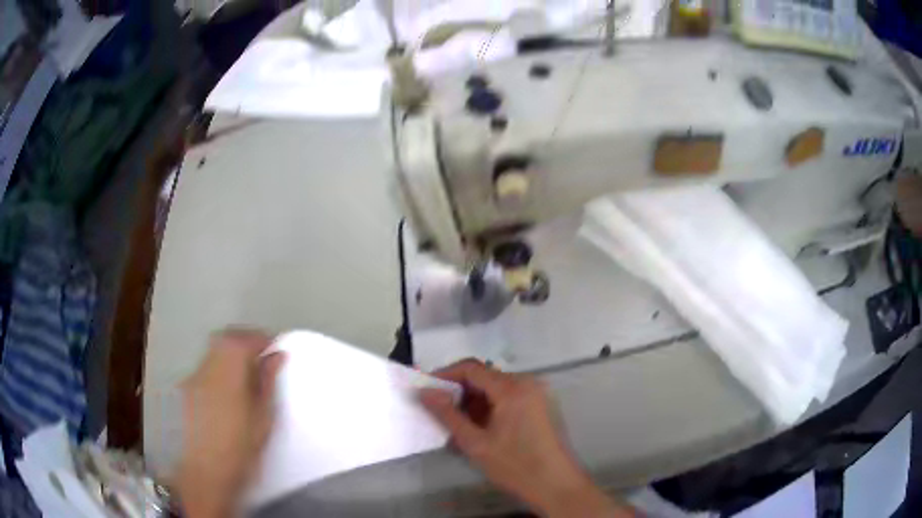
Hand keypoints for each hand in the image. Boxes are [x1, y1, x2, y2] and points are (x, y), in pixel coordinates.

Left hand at [175, 329, 284, 517]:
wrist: (207, 471)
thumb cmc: (241, 448)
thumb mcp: (263, 418)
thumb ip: (267, 382)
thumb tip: (277, 355)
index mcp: (227, 376)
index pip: (242, 340)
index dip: (259, 337)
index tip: (274, 345)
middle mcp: (206, 369)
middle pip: (224, 338)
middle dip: (245, 339)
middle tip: (262, 353)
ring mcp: (193, 378)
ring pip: (213, 350)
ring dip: (231, 351)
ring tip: (248, 370)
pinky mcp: (187, 388)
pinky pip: (206, 365)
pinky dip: (220, 365)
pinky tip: (229, 387)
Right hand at [420, 359, 634, 517]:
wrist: (556, 485)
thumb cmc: (515, 466)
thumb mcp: (475, 443)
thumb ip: (447, 415)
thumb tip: (424, 391)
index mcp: (512, 388)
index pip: (471, 368)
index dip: (445, 375)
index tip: (426, 389)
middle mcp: (528, 382)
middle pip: (485, 376)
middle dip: (459, 391)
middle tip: (439, 412)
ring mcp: (538, 394)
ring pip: (497, 388)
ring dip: (474, 402)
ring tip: (458, 425)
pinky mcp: (542, 406)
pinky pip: (510, 397)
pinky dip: (491, 407)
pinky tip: (480, 429)